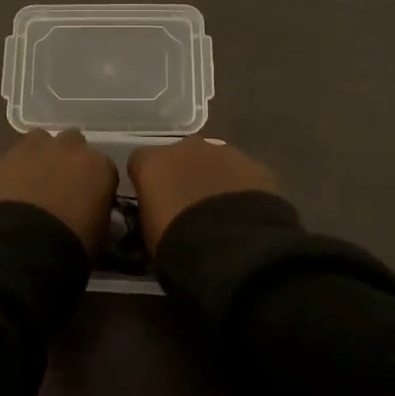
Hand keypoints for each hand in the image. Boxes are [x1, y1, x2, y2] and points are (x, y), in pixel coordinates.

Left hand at [0, 130, 118, 256]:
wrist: (18, 249)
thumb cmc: (70, 246)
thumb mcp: (100, 236)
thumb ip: (99, 216)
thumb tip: (93, 215)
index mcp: (98, 166)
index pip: (104, 168)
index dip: (95, 184)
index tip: (89, 201)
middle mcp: (67, 148)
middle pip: (72, 144)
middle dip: (68, 160)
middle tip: (60, 187)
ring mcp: (30, 149)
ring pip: (39, 141)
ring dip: (39, 157)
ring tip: (31, 184)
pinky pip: (10, 159)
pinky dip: (11, 172)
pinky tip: (6, 194)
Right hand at [128, 137, 281, 253]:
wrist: (234, 248)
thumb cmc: (178, 243)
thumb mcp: (149, 232)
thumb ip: (152, 212)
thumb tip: (160, 212)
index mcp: (152, 162)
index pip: (140, 163)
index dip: (147, 182)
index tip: (154, 203)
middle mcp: (184, 147)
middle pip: (179, 156)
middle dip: (182, 175)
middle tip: (189, 207)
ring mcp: (222, 152)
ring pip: (212, 161)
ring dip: (213, 179)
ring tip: (221, 213)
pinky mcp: (254, 165)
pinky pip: (240, 174)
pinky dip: (239, 188)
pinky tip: (244, 214)